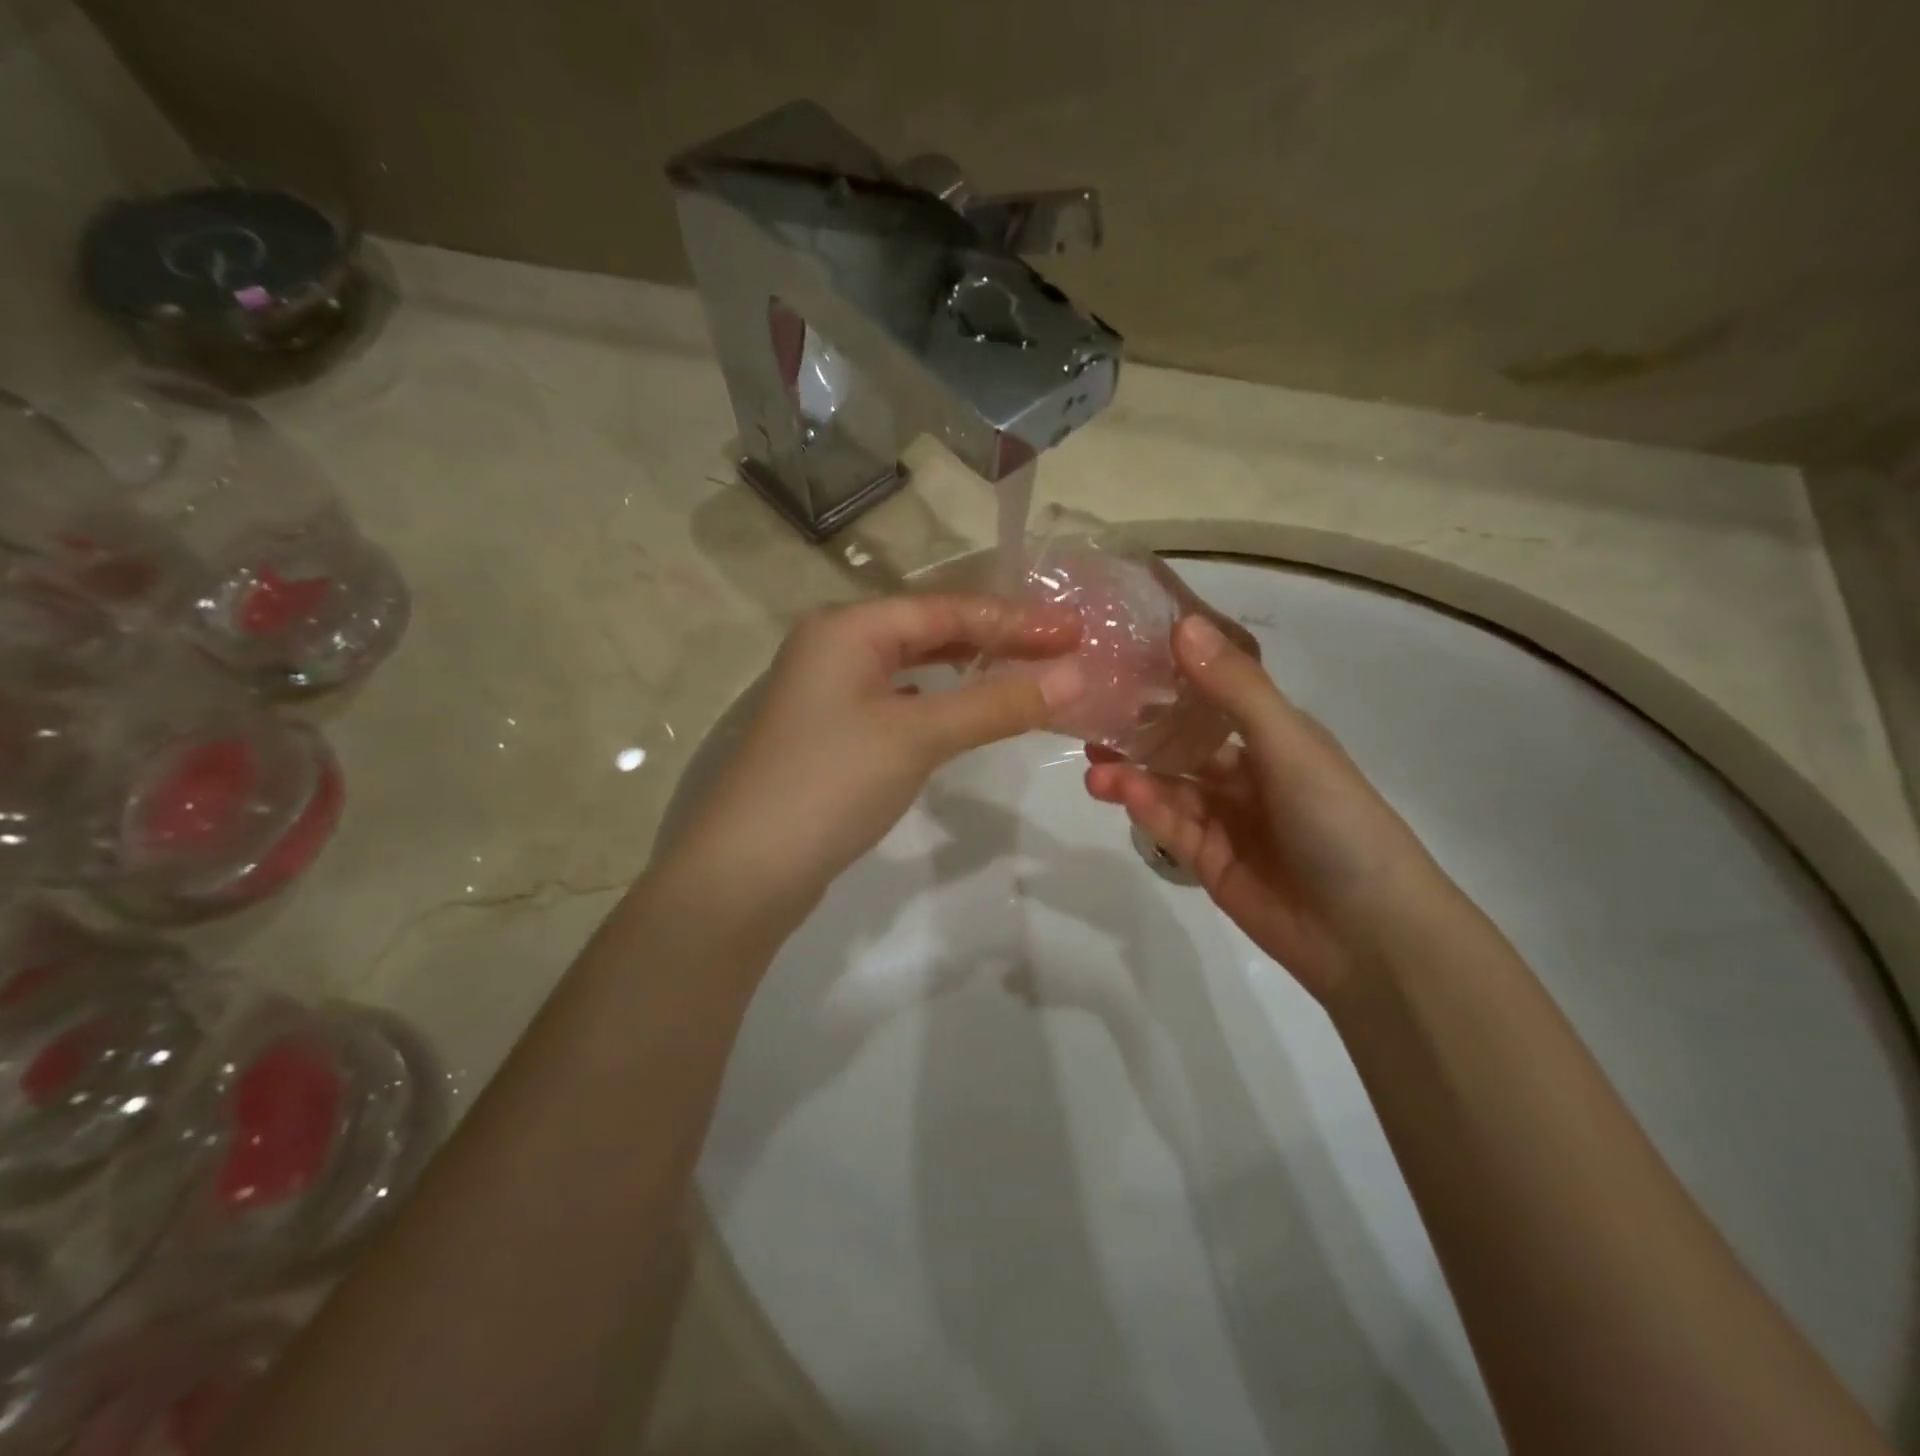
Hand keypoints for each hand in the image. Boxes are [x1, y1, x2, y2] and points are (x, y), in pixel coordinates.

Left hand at [658, 593, 1082, 936]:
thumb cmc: (830, 784)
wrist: (746, 872)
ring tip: (1027, 673)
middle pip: (930, 632)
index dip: (1015, 619)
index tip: (1076, 631)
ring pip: (915, 669)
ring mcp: (830, 693)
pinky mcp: (834, 734)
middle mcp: (835, 648)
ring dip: (969, 671)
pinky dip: (941, 703)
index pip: (946, 608)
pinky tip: (965, 710)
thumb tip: (1078, 675)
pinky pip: (901, 703)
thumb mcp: (917, 736)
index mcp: (848, 628)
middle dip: (996, 640)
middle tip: (1062, 651)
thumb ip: (996, 703)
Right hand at [1085, 615, 1458, 1000]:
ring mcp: (1227, 820)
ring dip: (1133, 772)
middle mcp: (1248, 773)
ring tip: (1092, 761)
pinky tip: (1118, 790)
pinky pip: (1170, 826)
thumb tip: (1182, 624)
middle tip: (1090, 716)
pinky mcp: (1208, 861)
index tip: (1122, 657)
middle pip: (1183, 744)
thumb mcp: (1289, 744)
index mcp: (1275, 737)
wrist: (1369, 933)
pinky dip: (1145, 806)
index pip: (1214, 696)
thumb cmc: (1339, 821)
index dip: (1172, 678)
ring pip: (1169, 786)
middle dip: (1140, 731)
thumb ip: (1234, 689)